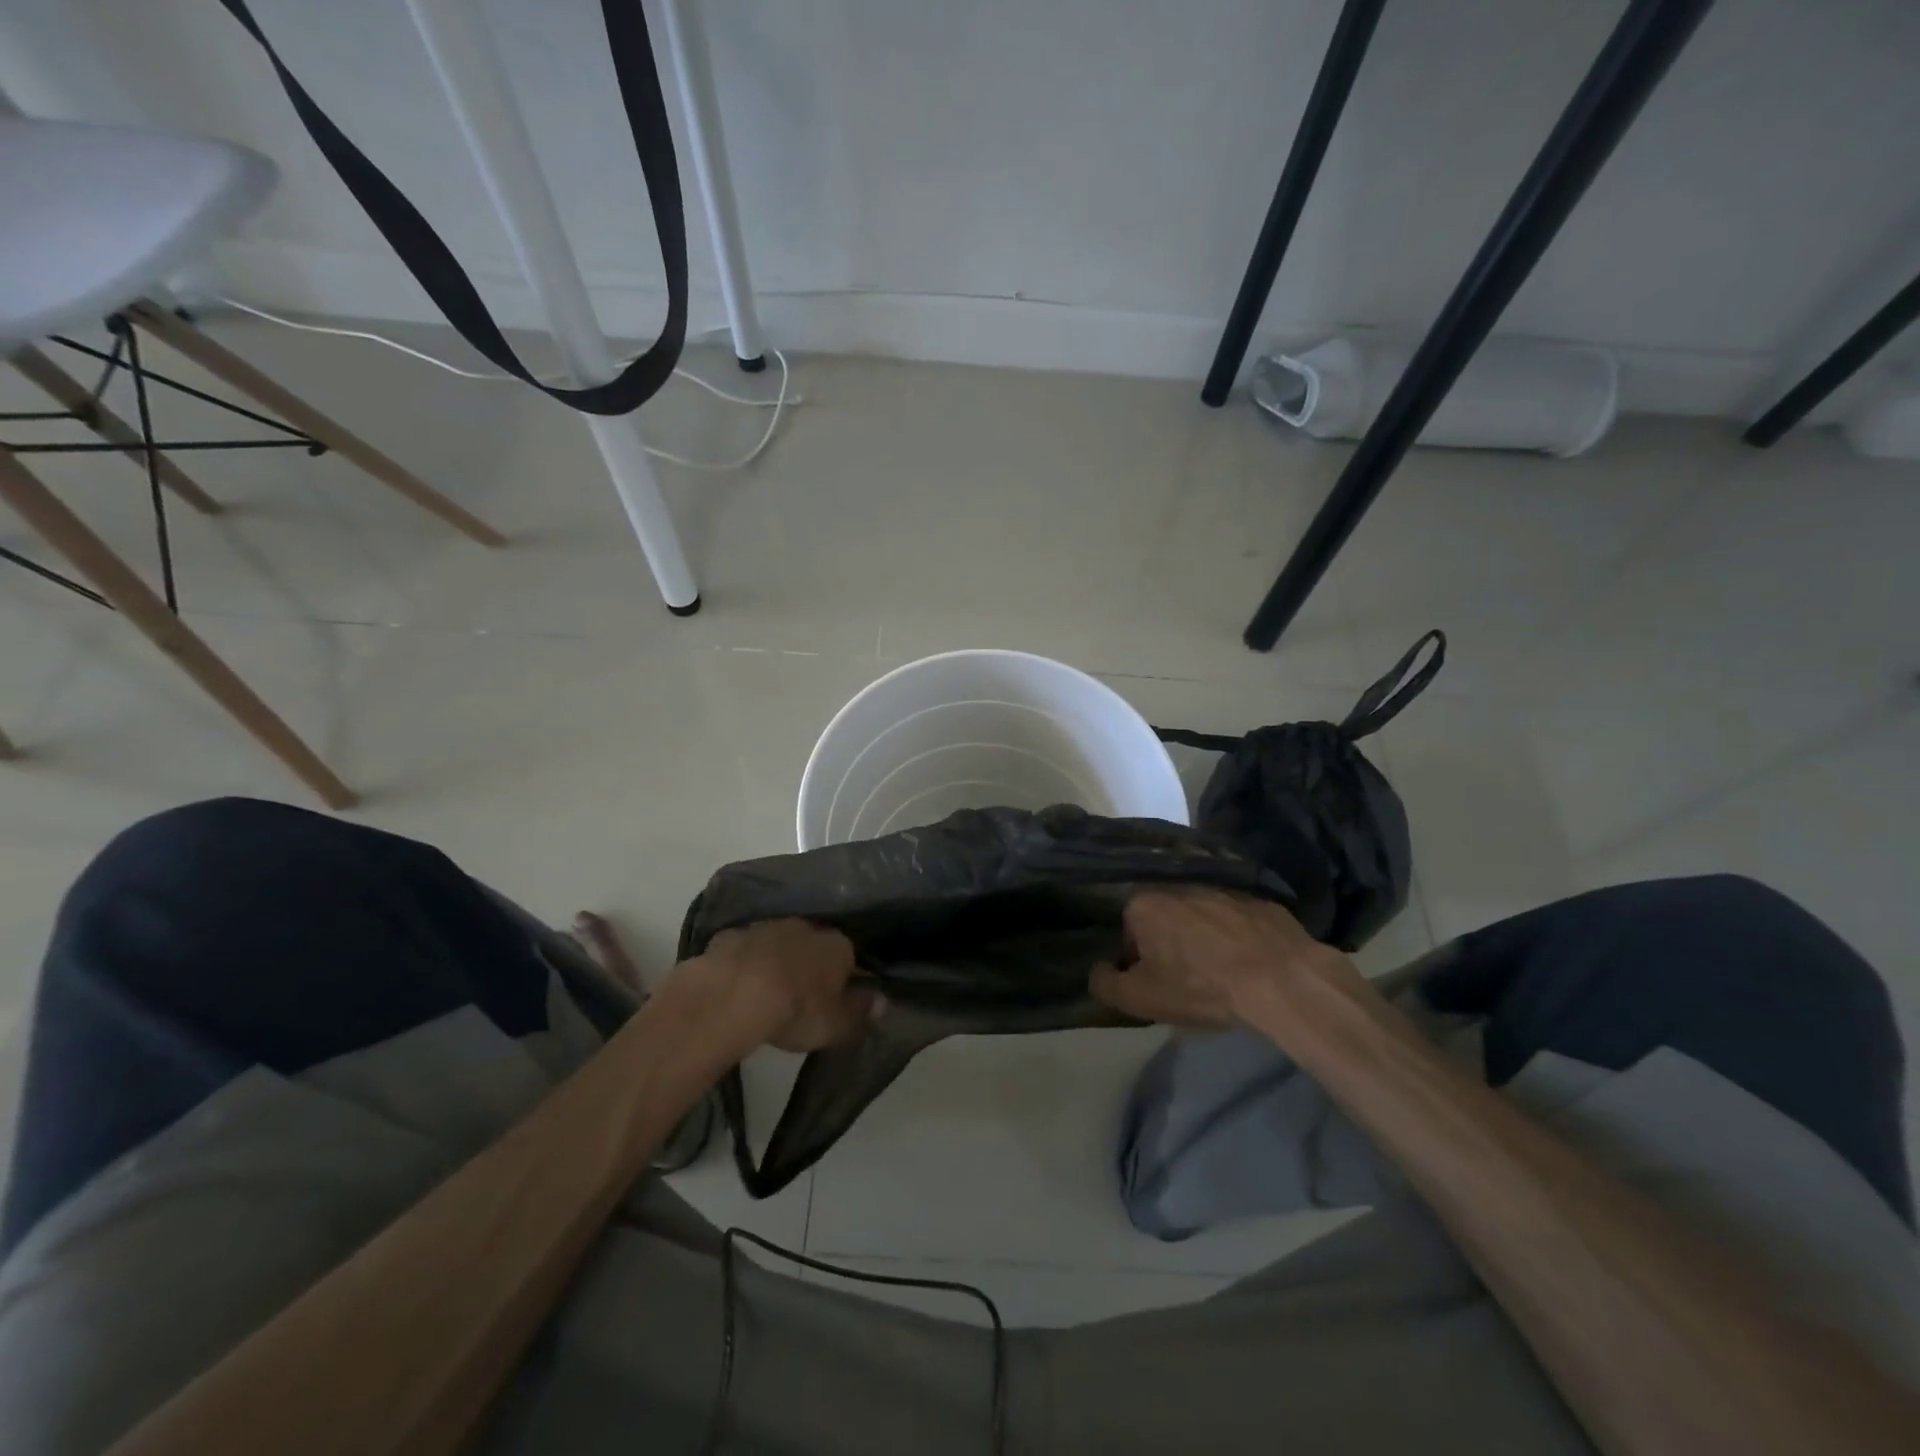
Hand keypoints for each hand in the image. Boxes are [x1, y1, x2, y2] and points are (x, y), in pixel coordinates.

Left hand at [694, 919, 876, 1051]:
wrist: (733, 995)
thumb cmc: (795, 1011)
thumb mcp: (836, 1024)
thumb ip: (860, 1011)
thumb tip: (882, 1000)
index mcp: (837, 945)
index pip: (849, 956)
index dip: (843, 976)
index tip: (835, 998)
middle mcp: (806, 927)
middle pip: (813, 944)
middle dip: (809, 963)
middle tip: (801, 994)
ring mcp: (767, 927)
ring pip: (779, 942)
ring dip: (777, 959)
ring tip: (768, 989)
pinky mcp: (732, 935)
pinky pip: (745, 948)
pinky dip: (745, 962)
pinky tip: (737, 983)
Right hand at [1090, 888, 1355, 1027]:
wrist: (1280, 978)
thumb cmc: (1201, 986)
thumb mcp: (1142, 998)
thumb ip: (1106, 984)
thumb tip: (1098, 970)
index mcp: (1143, 903)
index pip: (1127, 931)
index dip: (1137, 960)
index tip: (1155, 981)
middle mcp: (1176, 884)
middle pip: (1162, 918)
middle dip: (1168, 942)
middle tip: (1185, 976)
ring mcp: (1219, 886)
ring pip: (1198, 914)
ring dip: (1201, 935)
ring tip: (1218, 969)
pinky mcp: (1256, 897)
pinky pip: (1233, 916)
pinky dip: (1234, 933)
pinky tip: (1247, 959)